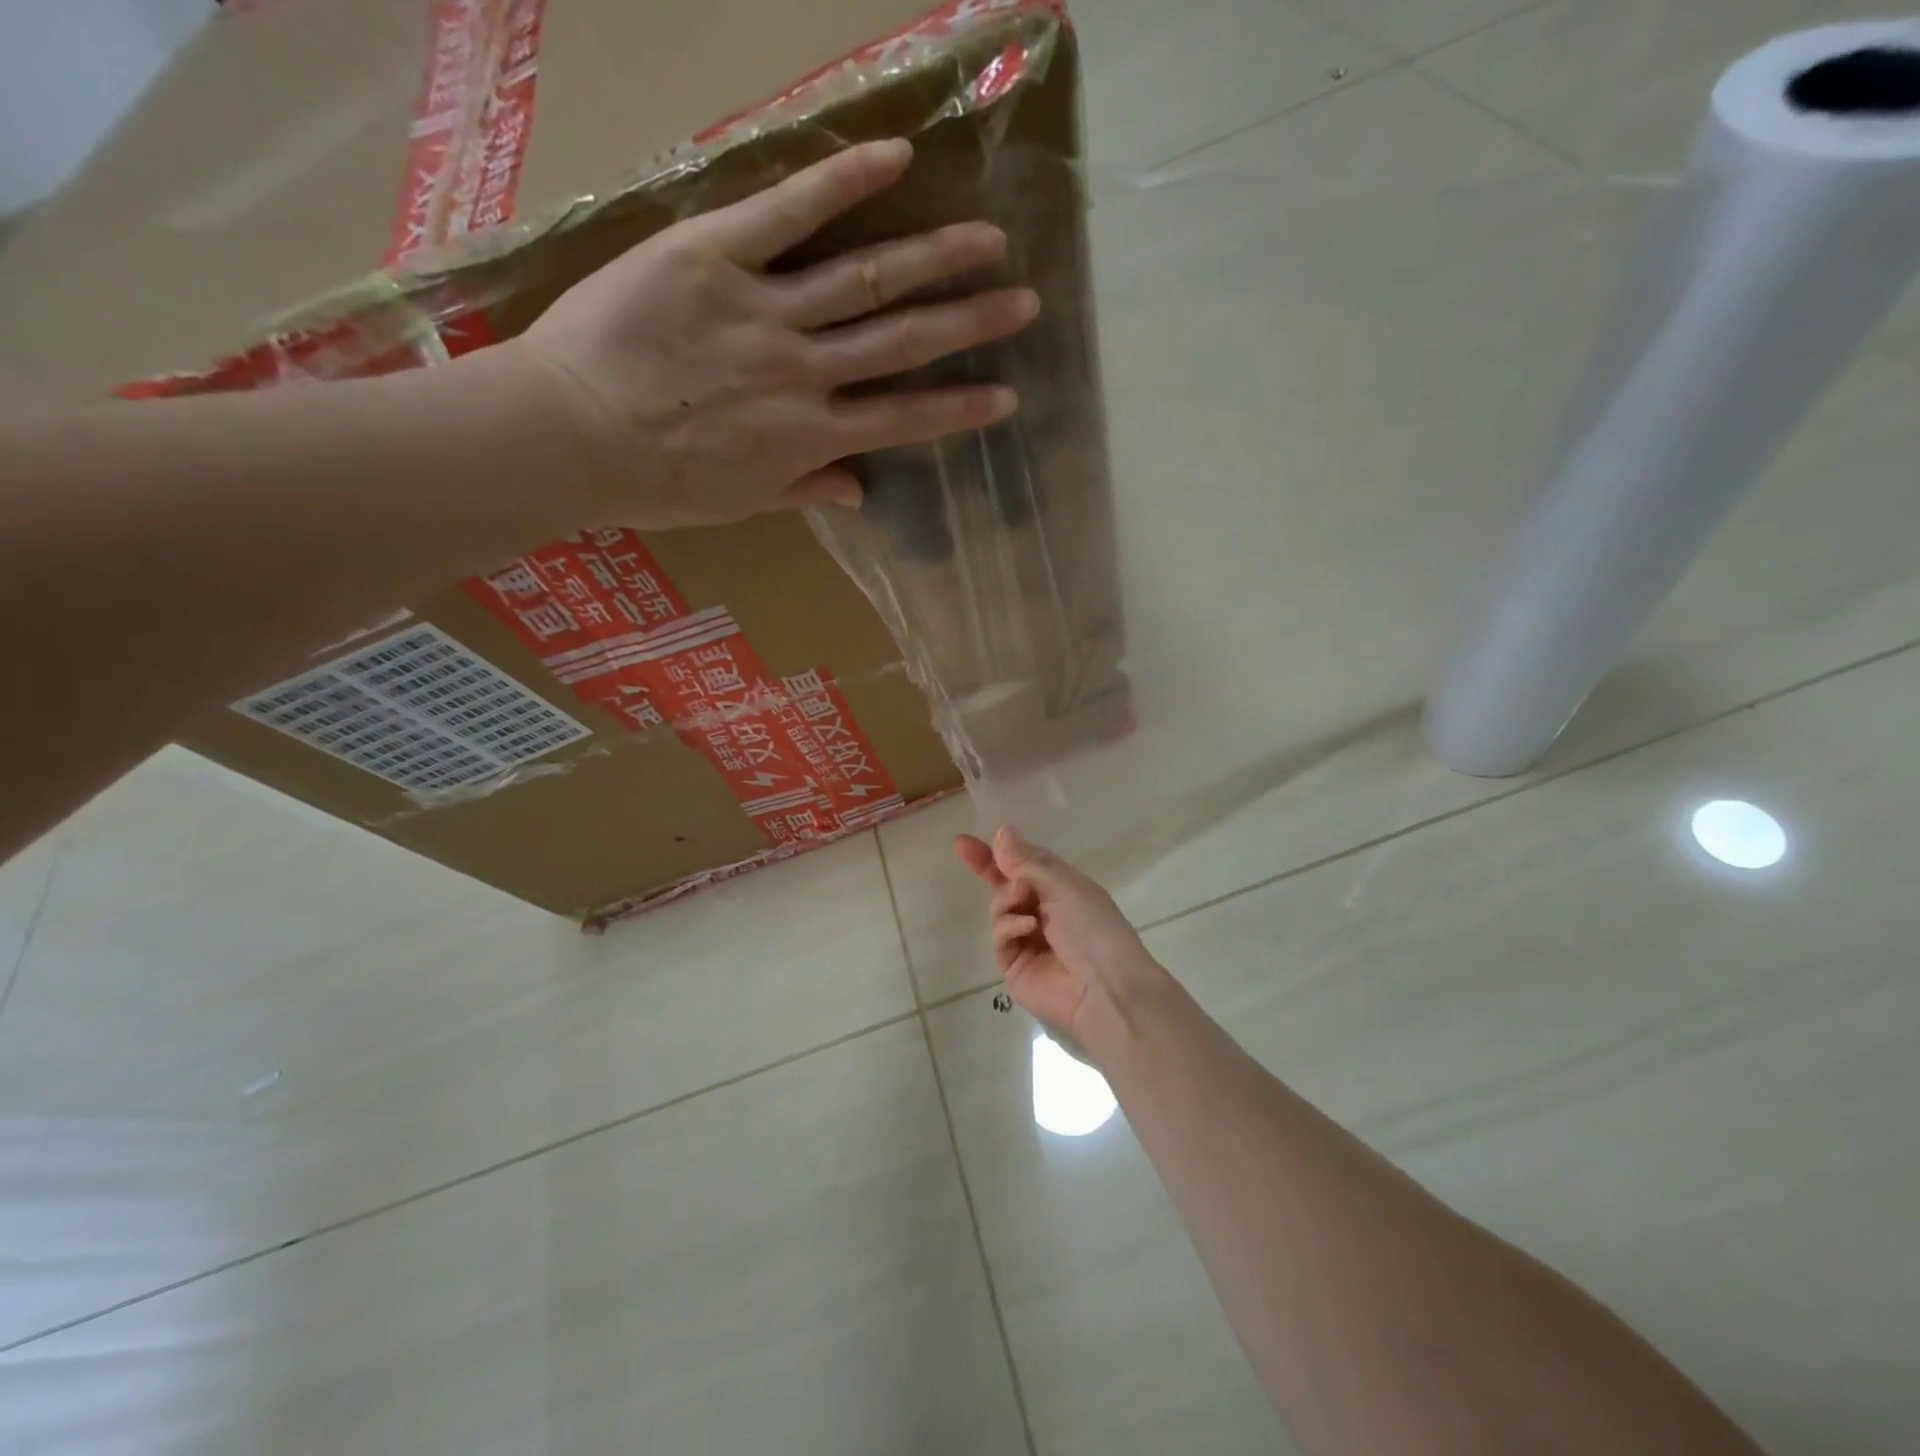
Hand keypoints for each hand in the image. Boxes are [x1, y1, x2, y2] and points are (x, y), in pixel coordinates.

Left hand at [510, 138, 1037, 528]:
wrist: (568, 434)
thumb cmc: (655, 482)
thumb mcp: (740, 504)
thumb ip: (805, 491)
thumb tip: (860, 489)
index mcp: (808, 436)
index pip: (902, 420)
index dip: (958, 408)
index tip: (1006, 396)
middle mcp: (802, 373)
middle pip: (901, 342)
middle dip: (969, 323)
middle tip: (1024, 302)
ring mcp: (762, 311)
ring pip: (864, 280)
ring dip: (933, 257)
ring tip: (988, 239)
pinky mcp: (712, 257)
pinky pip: (784, 214)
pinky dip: (840, 184)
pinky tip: (894, 160)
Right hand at [955, 826, 1171, 1055]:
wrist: (1105, 989)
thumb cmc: (1093, 927)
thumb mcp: (1064, 885)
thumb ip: (1027, 861)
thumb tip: (1002, 832)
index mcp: (1062, 889)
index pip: (1025, 864)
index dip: (1001, 851)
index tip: (969, 839)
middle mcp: (1044, 912)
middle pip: (1006, 885)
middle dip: (987, 867)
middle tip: (963, 848)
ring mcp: (1027, 940)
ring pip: (999, 907)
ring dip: (1007, 898)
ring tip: (1022, 900)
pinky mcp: (1014, 965)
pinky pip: (1000, 935)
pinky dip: (1009, 926)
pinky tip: (1027, 928)